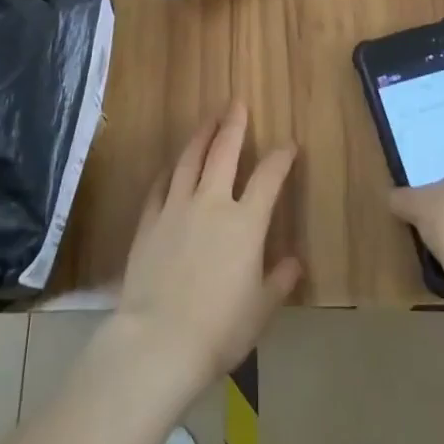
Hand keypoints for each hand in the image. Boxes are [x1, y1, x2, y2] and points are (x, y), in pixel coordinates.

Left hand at [115, 104, 301, 395]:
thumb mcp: (260, 310)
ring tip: (208, 120)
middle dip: (233, 125)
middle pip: (224, 152)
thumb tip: (294, 262)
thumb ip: (279, 281)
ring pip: (189, 160)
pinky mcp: (149, 221)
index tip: (289, 145)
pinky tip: (171, 166)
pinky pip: (160, 186)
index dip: (281, 157)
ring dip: (201, 136)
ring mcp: (176, 208)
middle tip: (237, 103)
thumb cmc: (219, 329)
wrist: (159, 340)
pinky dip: (168, 171)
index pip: (269, 177)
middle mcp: (211, 203)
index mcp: (245, 222)